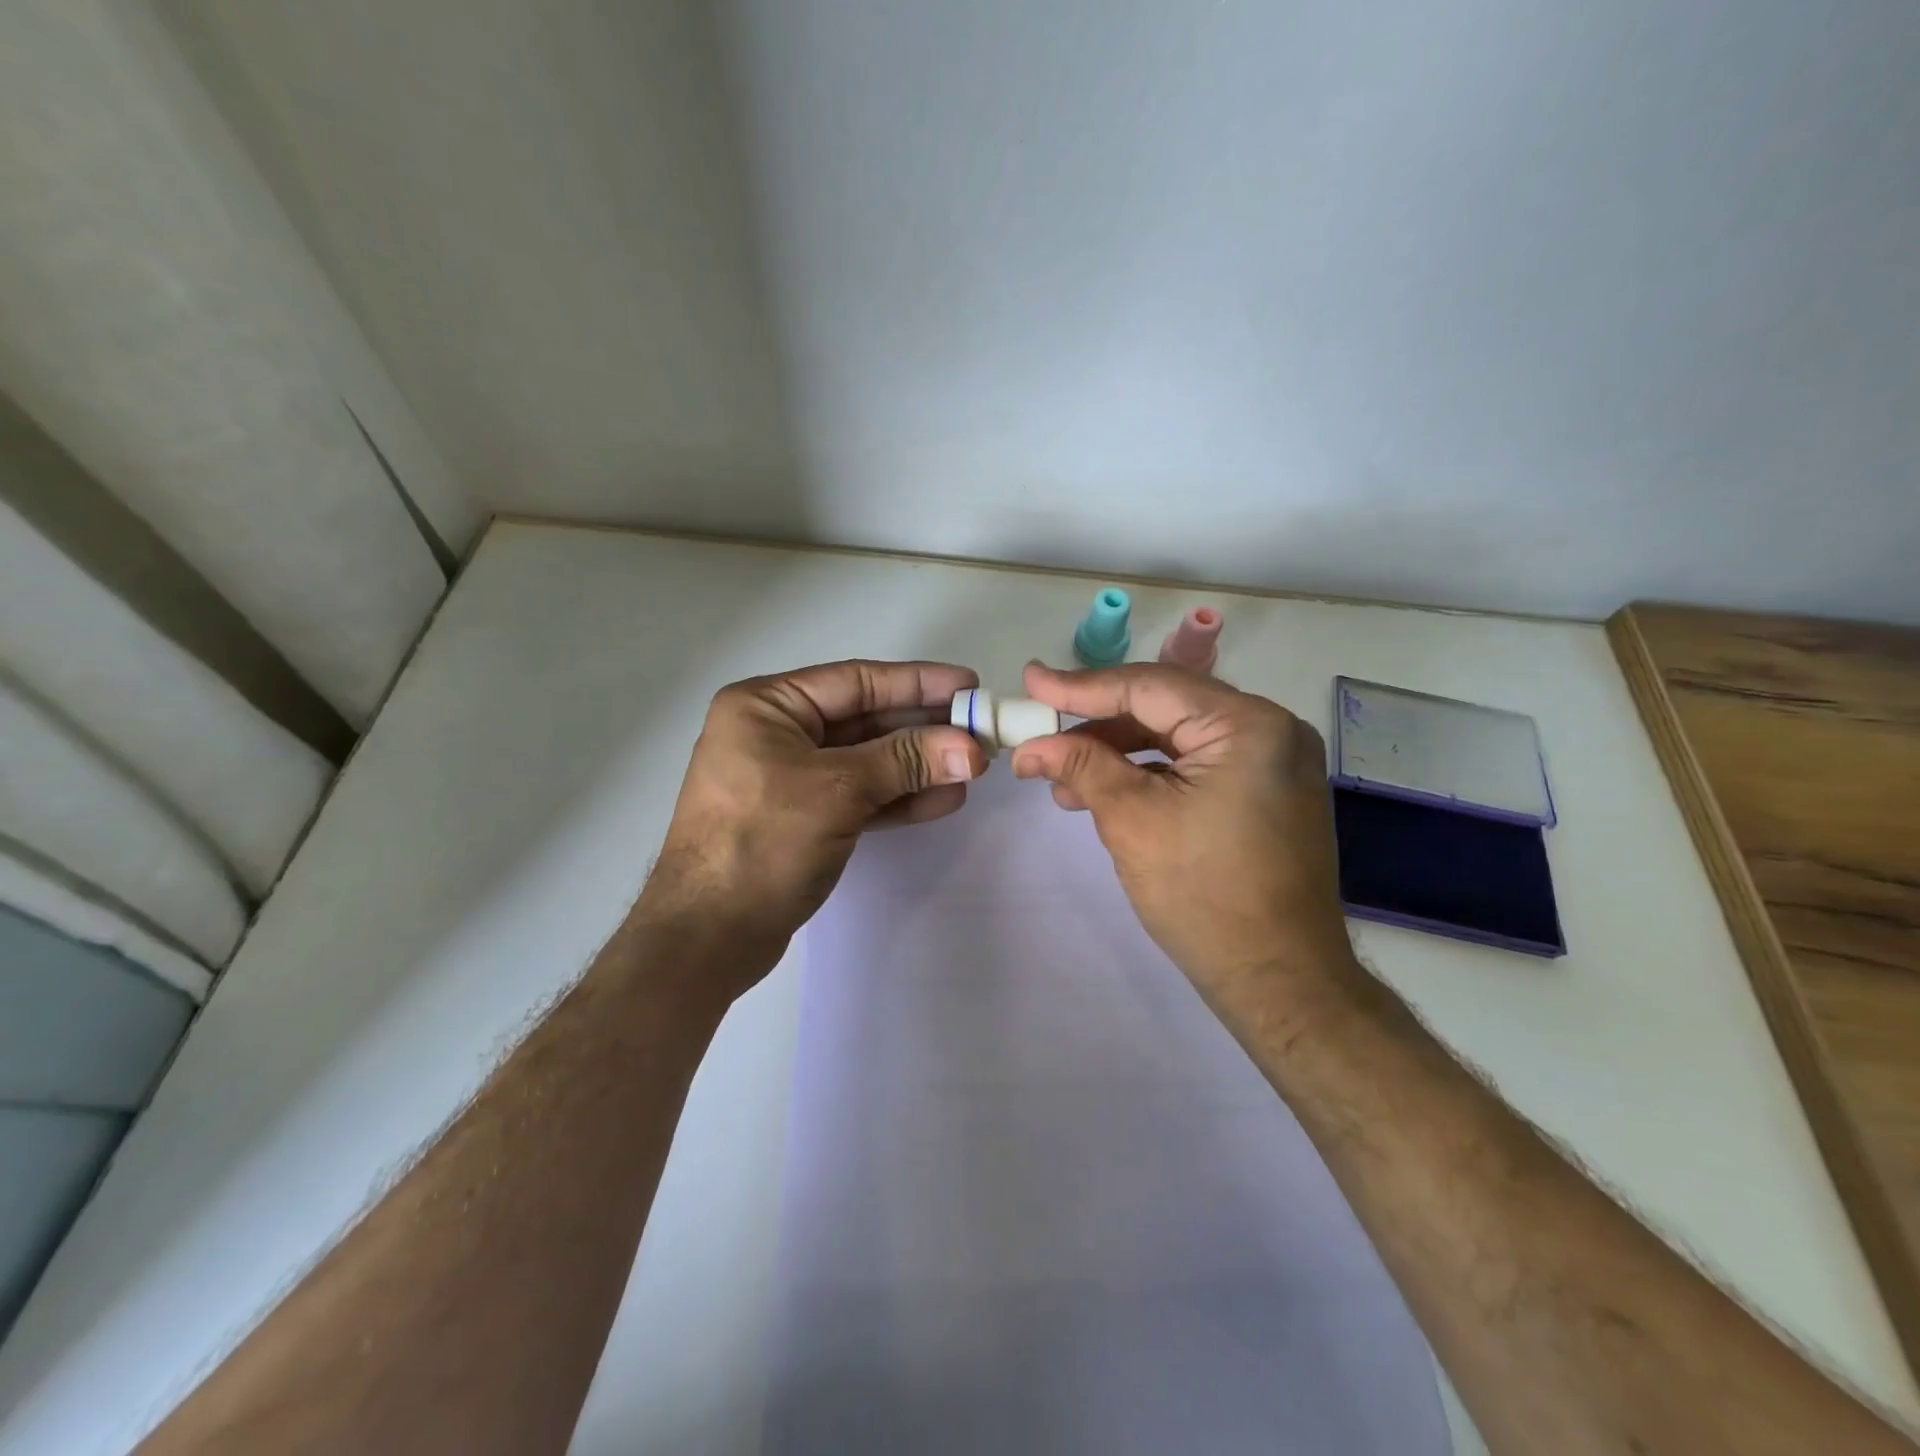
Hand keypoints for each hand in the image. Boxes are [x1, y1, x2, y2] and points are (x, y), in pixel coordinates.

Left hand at [640, 660, 987, 992]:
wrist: (707, 938)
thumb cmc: (762, 843)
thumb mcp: (838, 791)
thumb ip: (906, 761)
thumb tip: (972, 748)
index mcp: (766, 707)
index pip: (855, 681)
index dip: (917, 682)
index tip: (968, 685)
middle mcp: (775, 734)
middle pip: (864, 720)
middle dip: (923, 728)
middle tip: (979, 731)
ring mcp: (788, 779)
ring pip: (866, 761)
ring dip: (918, 765)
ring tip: (972, 768)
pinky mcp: (803, 819)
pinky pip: (859, 796)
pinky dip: (898, 797)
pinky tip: (943, 799)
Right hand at [1009, 661, 1358, 1019]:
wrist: (1279, 980)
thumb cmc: (1204, 896)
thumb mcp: (1132, 820)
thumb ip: (1082, 766)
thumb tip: (1031, 744)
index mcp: (1248, 725)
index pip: (1149, 687)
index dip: (1082, 686)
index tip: (1031, 681)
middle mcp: (1270, 729)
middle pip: (1165, 707)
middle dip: (1098, 723)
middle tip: (1042, 730)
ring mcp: (1274, 761)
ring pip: (1177, 737)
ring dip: (1119, 751)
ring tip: (1063, 779)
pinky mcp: (1266, 791)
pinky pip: (1197, 764)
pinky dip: (1150, 773)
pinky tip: (1106, 791)